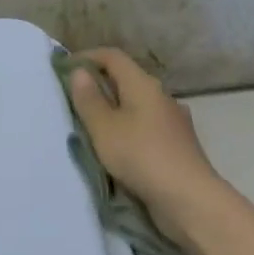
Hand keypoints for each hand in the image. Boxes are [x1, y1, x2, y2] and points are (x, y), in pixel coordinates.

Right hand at [66, 48, 223, 240]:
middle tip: (74, 100)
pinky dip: (129, 128)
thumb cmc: (141, 157)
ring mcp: (173, 120)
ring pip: (138, 105)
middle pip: (126, 79)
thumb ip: (89, 100)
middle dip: (99, 84)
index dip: (88, 57)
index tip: (65, 69)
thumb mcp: (104, 129)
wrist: (189, 198)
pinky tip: (120, 147)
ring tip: (93, 126)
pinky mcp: (177, 143)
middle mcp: (161, 95)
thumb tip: (79, 72)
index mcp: (143, 84)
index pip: (113, 57)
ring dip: (115, 109)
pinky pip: (147, 126)